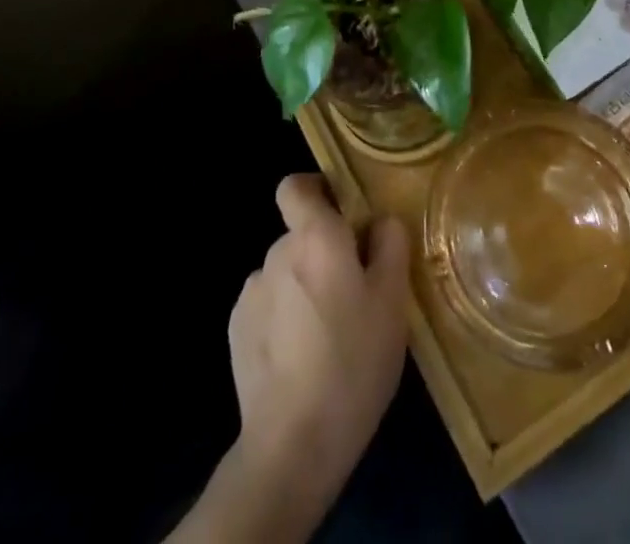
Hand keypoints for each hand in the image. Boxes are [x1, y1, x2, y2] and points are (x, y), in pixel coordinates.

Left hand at [225, 174, 408, 524]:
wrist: (292, 444)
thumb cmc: (353, 362)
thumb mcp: (393, 301)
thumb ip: (390, 245)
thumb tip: (379, 221)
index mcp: (315, 237)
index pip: (296, 186)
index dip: (316, 190)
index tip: (342, 213)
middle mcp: (277, 253)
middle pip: (301, 235)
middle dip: (324, 253)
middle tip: (354, 294)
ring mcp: (251, 293)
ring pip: (286, 273)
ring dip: (304, 287)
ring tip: (329, 334)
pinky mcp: (236, 331)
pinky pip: (269, 306)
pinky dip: (284, 318)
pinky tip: (301, 358)